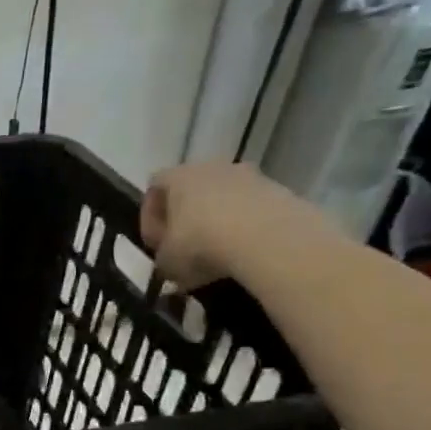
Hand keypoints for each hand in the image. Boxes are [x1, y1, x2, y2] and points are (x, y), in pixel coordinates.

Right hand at [140, 162, 318, 290]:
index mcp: (177, 177)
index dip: (151, 218)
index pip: (154, 188)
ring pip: (225, 197)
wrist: (268, 239)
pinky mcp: (279, 190)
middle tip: (186, 247)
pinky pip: (253, 208)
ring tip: (219, 253)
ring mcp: (249, 175)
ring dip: (218, 221)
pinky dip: (246, 227)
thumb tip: (171, 262)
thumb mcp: (167, 262)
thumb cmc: (201, 244)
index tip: (156, 244)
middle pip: (192, 189)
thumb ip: (163, 258)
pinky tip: (245, 251)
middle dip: (187, 217)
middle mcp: (211, 167)